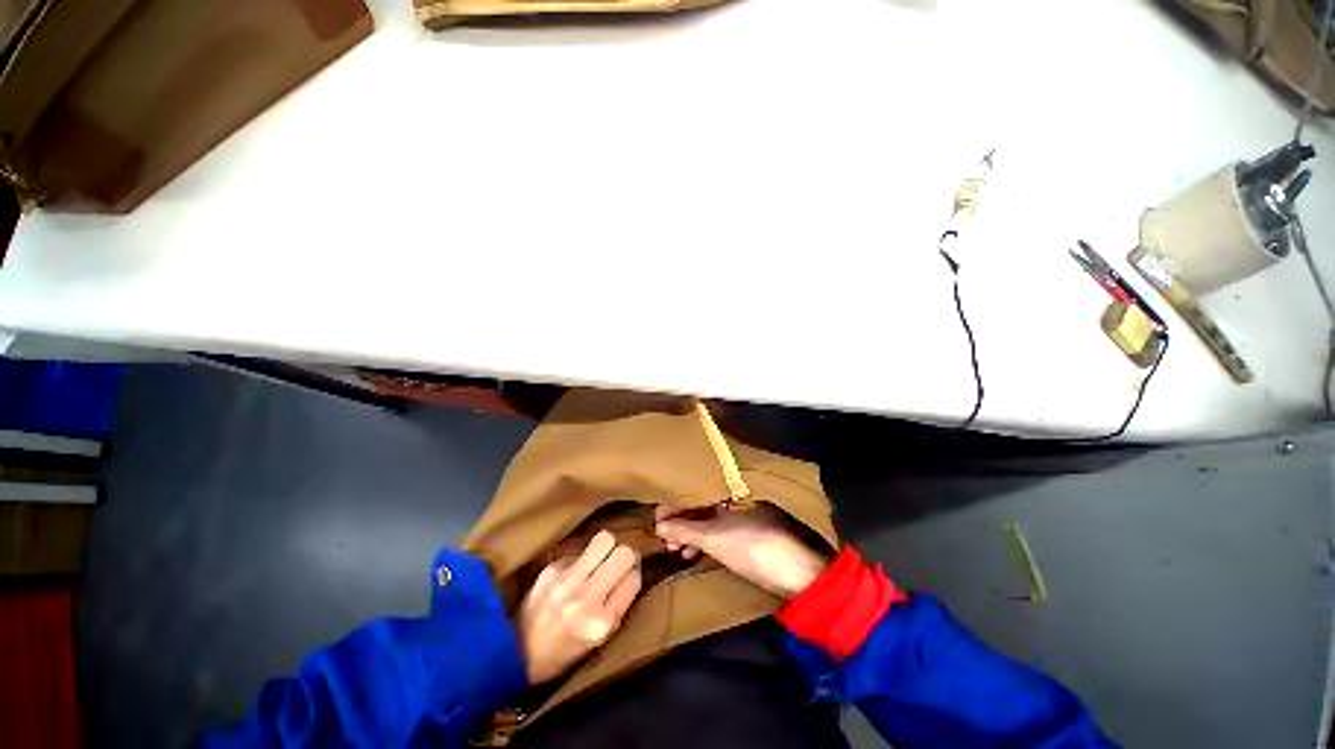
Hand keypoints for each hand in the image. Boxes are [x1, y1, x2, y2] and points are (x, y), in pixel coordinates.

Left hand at [517, 530, 641, 684]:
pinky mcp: (551, 568)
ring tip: (599, 560)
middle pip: (623, 553)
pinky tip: (571, 574)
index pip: (634, 578)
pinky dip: (580, 559)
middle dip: (624, 556)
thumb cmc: (563, 653)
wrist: (514, 655)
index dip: (631, 576)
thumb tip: (632, 570)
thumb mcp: (600, 641)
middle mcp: (587, 598)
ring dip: (606, 547)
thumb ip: (619, 605)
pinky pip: (579, 550)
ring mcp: (567, 580)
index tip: (625, 580)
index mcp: (602, 622)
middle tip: (615, 565)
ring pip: (605, 539)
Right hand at [655, 504, 829, 598]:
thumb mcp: (712, 538)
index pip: (691, 490)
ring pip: (707, 518)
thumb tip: (657, 526)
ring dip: (689, 534)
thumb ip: (682, 530)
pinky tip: (693, 554)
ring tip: (676, 551)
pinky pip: (717, 528)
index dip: (672, 506)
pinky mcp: (745, 529)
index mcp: (727, 486)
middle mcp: (733, 494)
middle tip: (665, 541)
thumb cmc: (750, 546)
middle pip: (698, 504)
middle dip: (679, 523)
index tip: (656, 523)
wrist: (795, 573)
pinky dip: (704, 540)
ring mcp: (740, 511)